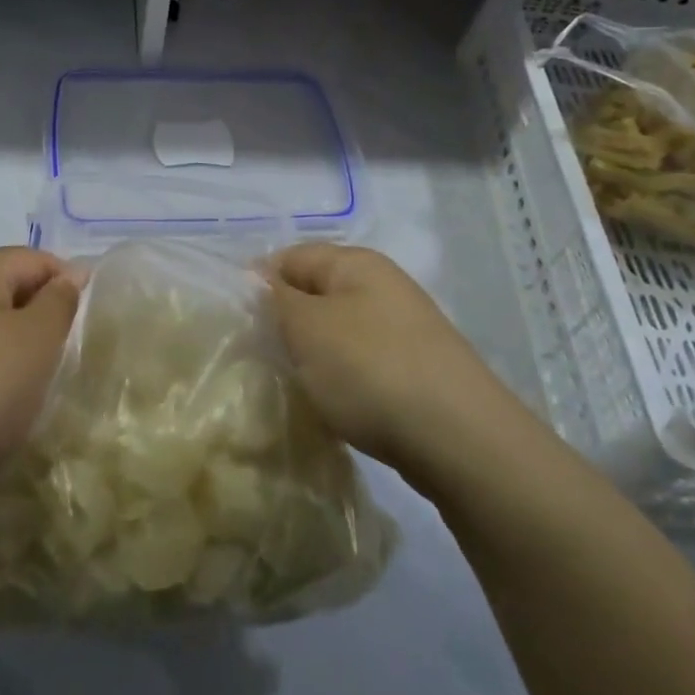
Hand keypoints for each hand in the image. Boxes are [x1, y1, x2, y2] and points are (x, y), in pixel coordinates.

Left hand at [0, 248, 81, 522]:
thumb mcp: (35, 345)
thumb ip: (59, 303)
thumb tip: (67, 276)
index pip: (36, 259)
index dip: (68, 286)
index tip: (85, 329)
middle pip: (1, 288)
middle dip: (33, 319)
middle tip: (54, 364)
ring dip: (1, 349)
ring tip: (16, 392)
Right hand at [267, 243, 512, 482]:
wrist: (459, 439)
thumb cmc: (371, 369)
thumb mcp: (308, 328)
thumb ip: (276, 298)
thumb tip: (258, 278)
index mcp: (357, 263)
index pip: (291, 256)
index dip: (259, 282)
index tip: (236, 321)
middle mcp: (383, 286)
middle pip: (316, 293)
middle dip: (285, 321)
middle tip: (257, 355)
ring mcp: (403, 329)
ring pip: (338, 331)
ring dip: (312, 354)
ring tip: (290, 382)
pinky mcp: (415, 370)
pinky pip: (361, 362)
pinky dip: (340, 378)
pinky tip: (330, 404)